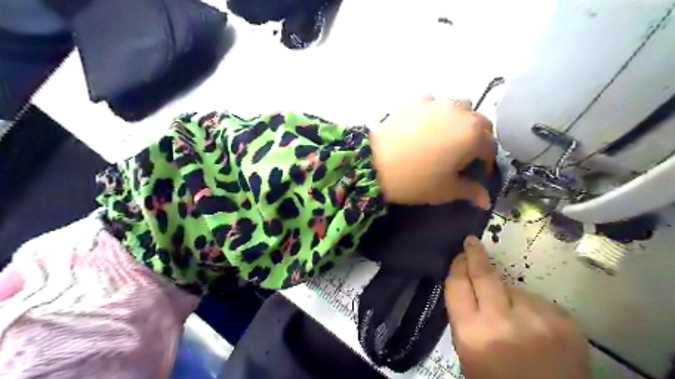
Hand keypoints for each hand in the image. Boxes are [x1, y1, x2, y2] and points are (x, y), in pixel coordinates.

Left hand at [369, 97, 494, 205]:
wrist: (375, 165)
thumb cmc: (416, 180)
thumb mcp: (446, 190)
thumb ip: (470, 191)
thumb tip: (486, 201)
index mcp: (473, 135)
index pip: (490, 148)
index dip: (486, 163)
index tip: (477, 174)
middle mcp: (461, 112)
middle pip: (480, 124)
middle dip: (477, 139)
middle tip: (464, 155)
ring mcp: (437, 103)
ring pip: (459, 107)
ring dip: (460, 121)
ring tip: (446, 137)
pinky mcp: (416, 101)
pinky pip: (433, 102)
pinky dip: (435, 112)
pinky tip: (424, 125)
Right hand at [447, 237, 591, 378]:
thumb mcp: (468, 355)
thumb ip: (465, 318)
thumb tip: (467, 286)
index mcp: (472, 334)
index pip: (458, 285)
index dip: (457, 266)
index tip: (459, 254)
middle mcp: (502, 321)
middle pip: (484, 275)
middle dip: (475, 255)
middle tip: (471, 242)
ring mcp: (537, 320)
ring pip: (514, 289)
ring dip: (509, 296)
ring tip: (514, 319)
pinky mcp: (565, 322)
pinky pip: (537, 302)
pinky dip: (531, 309)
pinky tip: (534, 328)